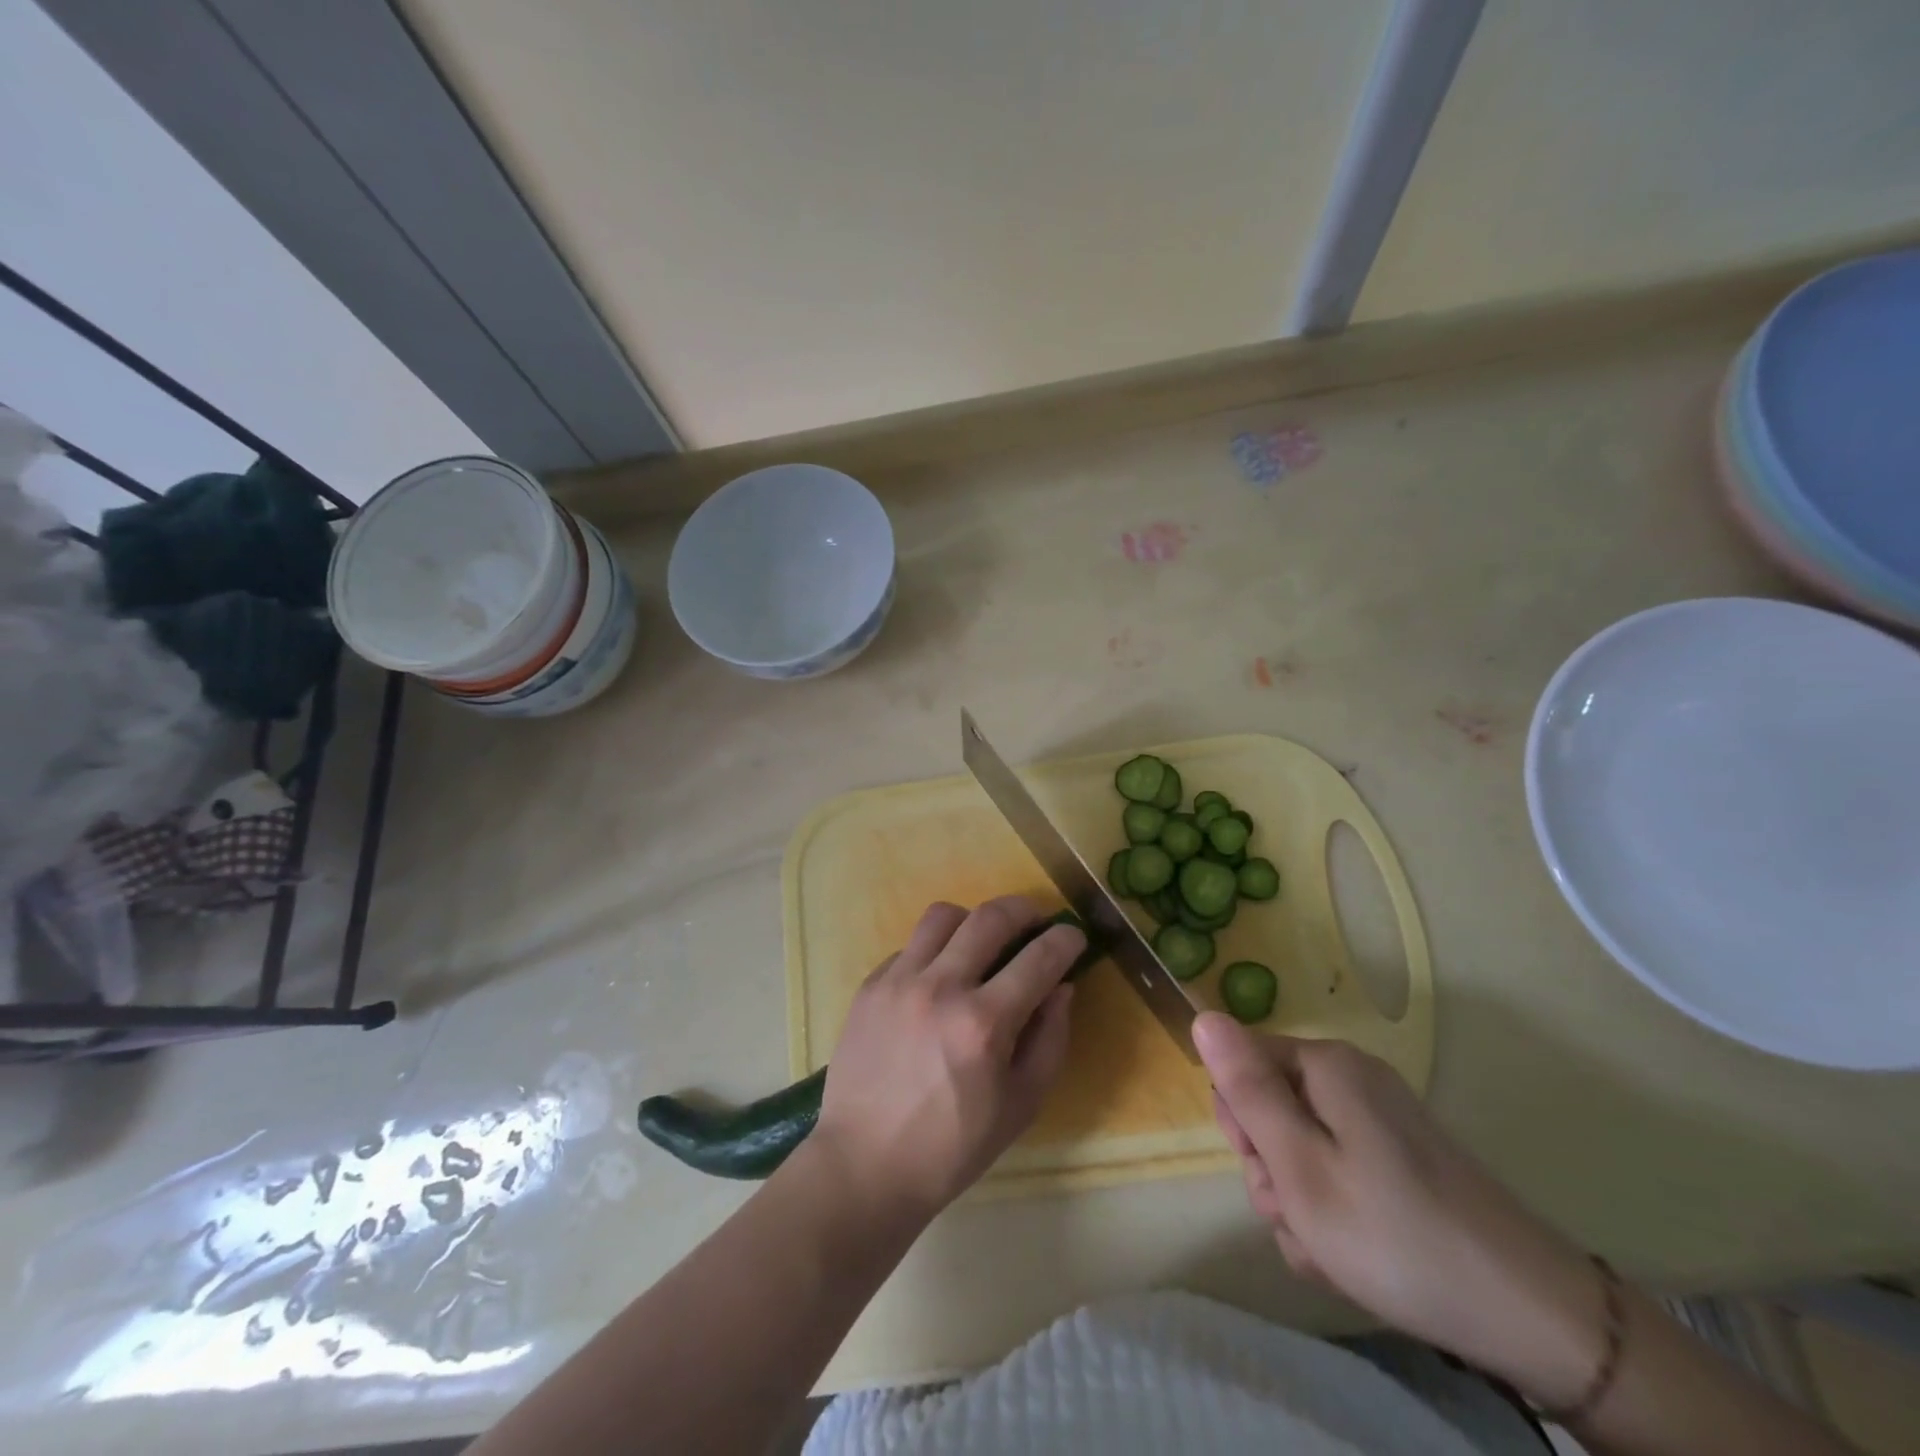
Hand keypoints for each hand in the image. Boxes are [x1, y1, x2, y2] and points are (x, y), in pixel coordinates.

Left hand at [810, 897, 1080, 1221]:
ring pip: (943, 916)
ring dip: (973, 920)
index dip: (1065, 940)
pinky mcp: (871, 985)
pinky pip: (910, 946)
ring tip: (982, 941)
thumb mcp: (1021, 1105)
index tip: (1074, 936)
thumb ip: (1049, 1039)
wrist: (866, 1165)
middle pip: (990, 917)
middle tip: (1036, 921)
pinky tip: (938, 979)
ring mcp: (899, 981)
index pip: (1039, 958)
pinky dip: (934, 951)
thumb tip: (1060, 987)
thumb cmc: (953, 1147)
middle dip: (1024, 910)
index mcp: (983, 1023)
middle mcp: (941, 988)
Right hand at [1194, 1013, 1609, 1410]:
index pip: (1240, 1064)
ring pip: (1301, 1149)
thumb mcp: (1298, 1165)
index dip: (1240, 1121)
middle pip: (1271, 1108)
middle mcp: (1351, 1079)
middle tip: (1300, 1216)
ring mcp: (1381, 1120)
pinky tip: (1355, 1256)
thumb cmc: (1394, 1236)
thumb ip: (1246, 1089)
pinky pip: (1338, 1173)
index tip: (1267, 1170)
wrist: (1532, 1317)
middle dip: (1271, 1168)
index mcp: (1325, 1066)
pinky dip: (1334, 1213)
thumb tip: (1203, 1015)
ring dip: (1300, 1202)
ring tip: (1331, 1249)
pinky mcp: (1401, 1160)